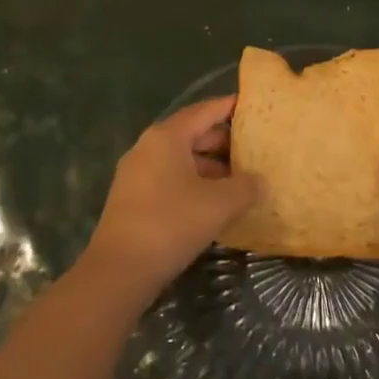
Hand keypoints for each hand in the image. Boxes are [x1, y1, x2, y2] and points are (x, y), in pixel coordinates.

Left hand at [82, 96, 261, 298]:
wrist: (119, 271)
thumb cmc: (171, 223)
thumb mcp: (220, 204)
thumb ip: (246, 187)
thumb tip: (260, 182)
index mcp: (167, 136)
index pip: (205, 110)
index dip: (231, 107)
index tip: (253, 107)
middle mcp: (149, 147)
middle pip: (192, 134)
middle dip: (224, 142)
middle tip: (254, 149)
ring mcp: (137, 173)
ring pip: (181, 159)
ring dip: (210, 167)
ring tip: (240, 181)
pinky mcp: (132, 199)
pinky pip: (170, 179)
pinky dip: (193, 184)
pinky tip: (214, 204)